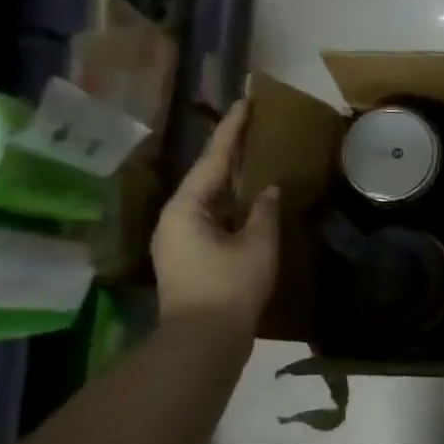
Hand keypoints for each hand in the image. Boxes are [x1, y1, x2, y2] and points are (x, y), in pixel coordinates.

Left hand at [152, 100, 279, 327]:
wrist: (203, 342)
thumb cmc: (230, 288)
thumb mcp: (257, 246)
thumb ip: (263, 212)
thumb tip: (268, 189)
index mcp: (186, 207)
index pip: (214, 158)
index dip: (232, 129)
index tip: (245, 102)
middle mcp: (175, 218)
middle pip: (206, 176)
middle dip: (229, 152)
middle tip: (252, 126)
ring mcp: (178, 239)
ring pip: (208, 198)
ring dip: (230, 179)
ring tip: (253, 158)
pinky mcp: (187, 257)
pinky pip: (210, 218)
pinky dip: (229, 204)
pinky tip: (247, 201)